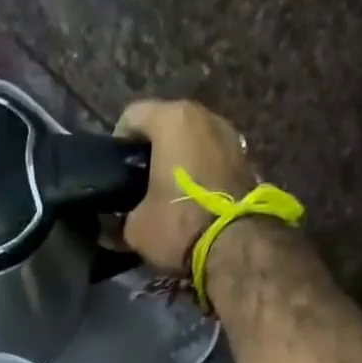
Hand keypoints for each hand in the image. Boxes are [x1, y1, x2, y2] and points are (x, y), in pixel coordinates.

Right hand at [113, 99, 256, 272]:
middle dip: (151, 150)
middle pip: (166, 124)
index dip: (118, 143)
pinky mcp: (246, 159)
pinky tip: (192, 200)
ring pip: (192, 140)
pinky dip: (200, 172)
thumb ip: (122, 218)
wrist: (235, 247)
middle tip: (139, 184)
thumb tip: (117, 223)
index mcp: (172, 119)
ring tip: (167, 193)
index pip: (132, 115)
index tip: (116, 172)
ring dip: (179, 161)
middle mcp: (204, 115)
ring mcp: (229, 135)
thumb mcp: (136, 228)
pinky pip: (212, 158)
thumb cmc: (178, 224)